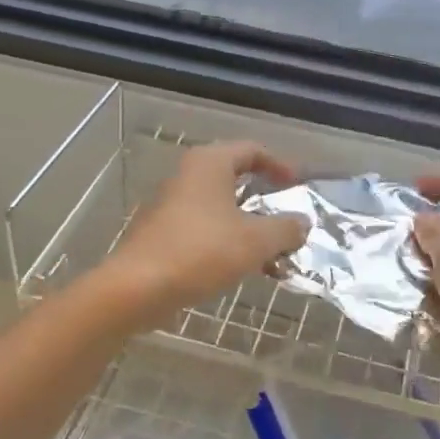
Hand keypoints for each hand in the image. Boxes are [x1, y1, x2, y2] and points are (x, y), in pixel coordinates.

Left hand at [97, 142, 308, 325]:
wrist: (137, 288)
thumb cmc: (201, 252)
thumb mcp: (256, 241)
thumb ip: (286, 229)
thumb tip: (303, 223)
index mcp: (210, 163)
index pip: (253, 150)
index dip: (281, 165)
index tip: (300, 186)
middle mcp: (189, 176)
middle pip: (238, 179)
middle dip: (268, 202)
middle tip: (290, 220)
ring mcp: (173, 205)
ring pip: (223, 209)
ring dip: (252, 228)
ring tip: (276, 255)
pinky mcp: (164, 233)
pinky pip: (207, 229)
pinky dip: (230, 242)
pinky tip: (247, 269)